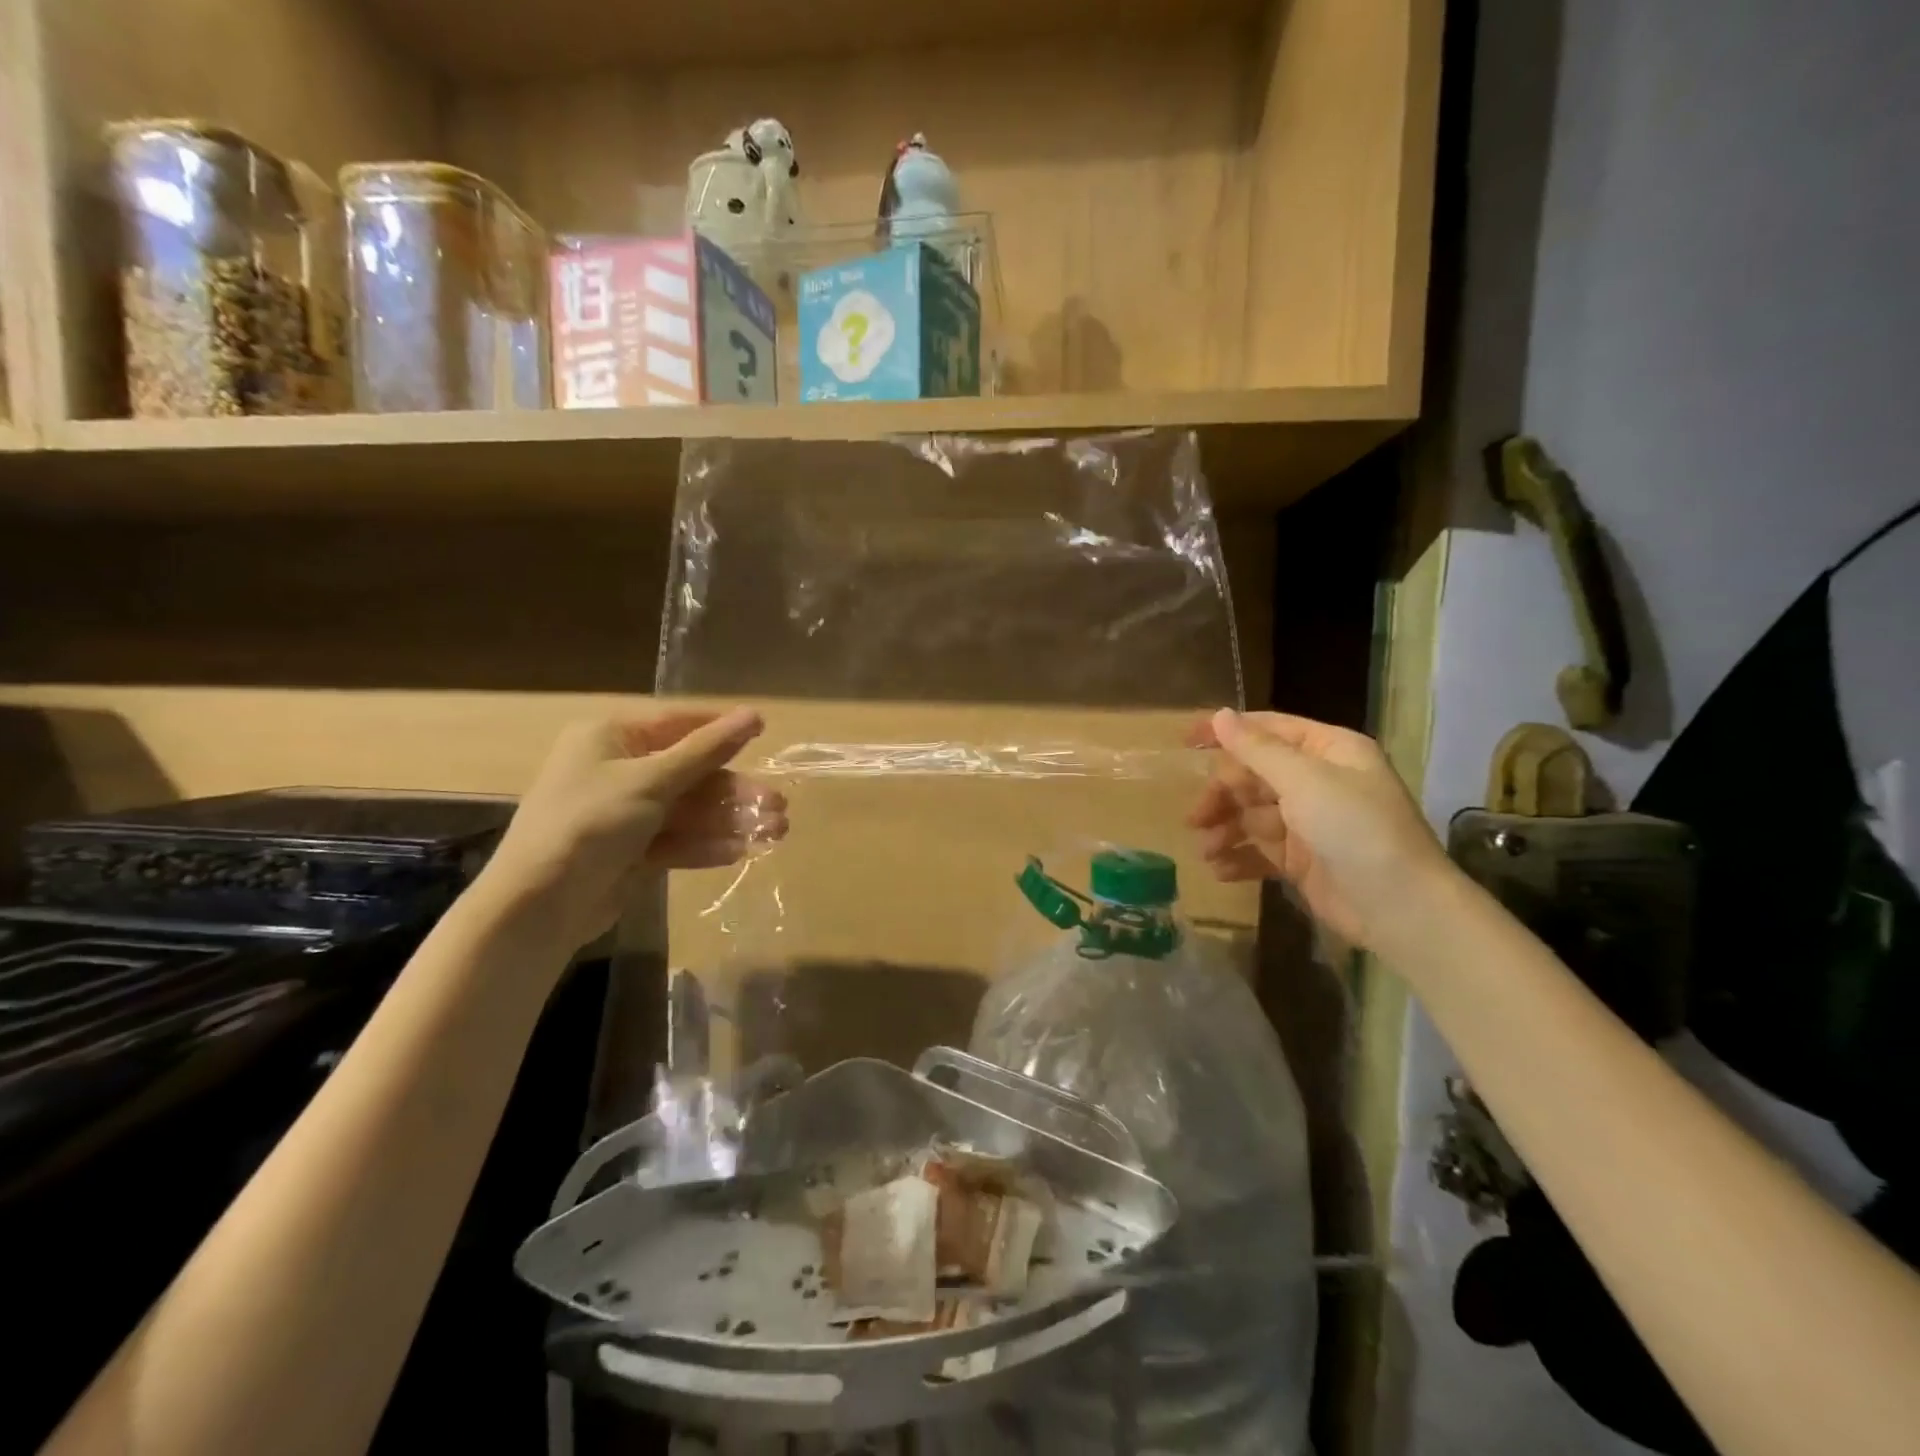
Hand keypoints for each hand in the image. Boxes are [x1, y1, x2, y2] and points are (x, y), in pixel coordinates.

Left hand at [481, 708, 785, 951]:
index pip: (677, 724)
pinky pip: (677, 840)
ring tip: (774, 833)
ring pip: (688, 811)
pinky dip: (706, 845)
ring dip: (729, 820)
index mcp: (611, 738)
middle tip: (779, 805)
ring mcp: (624, 814)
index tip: (764, 733)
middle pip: (690, 774)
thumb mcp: (652, 780)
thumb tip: (754, 715)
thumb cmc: (591, 822)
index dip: (721, 730)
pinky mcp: (630, 852)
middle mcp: (617, 771)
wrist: (540, 905)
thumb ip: (706, 750)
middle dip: (734, 791)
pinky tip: (740, 851)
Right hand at [1188, 708, 1446, 948]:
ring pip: (1251, 815)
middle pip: (1253, 776)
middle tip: (1196, 818)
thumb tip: (1220, 714)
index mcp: (1327, 751)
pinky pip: (1259, 850)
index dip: (1226, 732)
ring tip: (1207, 850)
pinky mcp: (1301, 860)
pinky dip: (1238, 858)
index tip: (1184, 741)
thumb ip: (1257, 749)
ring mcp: (1309, 822)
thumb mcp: (1304, 781)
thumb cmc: (1356, 830)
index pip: (1268, 729)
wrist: (1401, 910)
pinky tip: (1219, 870)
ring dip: (1225, 830)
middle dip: (1221, 795)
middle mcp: (1317, 781)